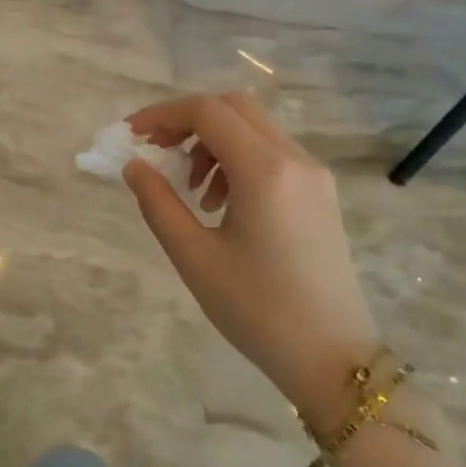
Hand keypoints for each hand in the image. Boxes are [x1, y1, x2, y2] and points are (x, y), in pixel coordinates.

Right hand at [122, 92, 381, 429]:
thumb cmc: (257, 310)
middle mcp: (296, 160)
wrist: (333, 359)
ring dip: (214, 141)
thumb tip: (134, 166)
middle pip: (234, 107)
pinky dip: (238, 159)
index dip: (163, 114)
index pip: (207, 111)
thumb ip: (158, 203)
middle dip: (189, 119)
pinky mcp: (321, 194)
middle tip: (158, 150)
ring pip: (255, 128)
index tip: (132, 135)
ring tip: (192, 189)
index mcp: (265, 171)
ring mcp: (315, 176)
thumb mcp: (194, 257)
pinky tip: (222, 203)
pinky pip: (273, 153)